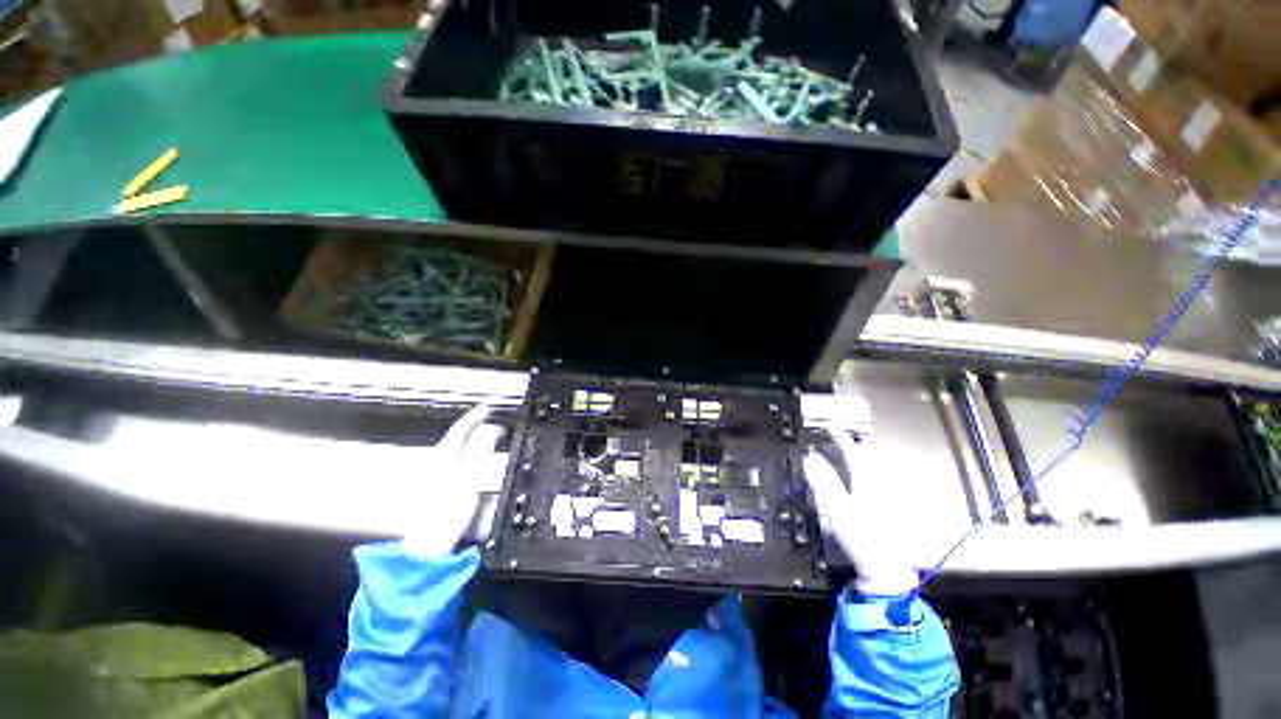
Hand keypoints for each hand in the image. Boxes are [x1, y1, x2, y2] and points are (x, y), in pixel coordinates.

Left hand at [401, 405, 503, 556]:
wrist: (429, 546)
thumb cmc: (448, 510)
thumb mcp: (470, 475)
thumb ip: (481, 448)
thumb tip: (492, 428)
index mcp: (445, 456)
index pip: (461, 428)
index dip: (476, 415)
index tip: (490, 407)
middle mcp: (438, 462)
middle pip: (458, 438)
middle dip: (475, 427)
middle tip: (493, 421)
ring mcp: (436, 477)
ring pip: (457, 450)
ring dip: (473, 441)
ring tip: (489, 438)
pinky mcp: (439, 490)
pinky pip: (458, 463)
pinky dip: (470, 457)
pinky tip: (477, 464)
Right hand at [803, 429, 918, 597]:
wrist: (889, 573)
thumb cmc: (862, 539)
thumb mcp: (838, 509)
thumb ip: (824, 482)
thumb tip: (811, 457)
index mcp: (868, 481)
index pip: (852, 450)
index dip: (839, 434)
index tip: (829, 422)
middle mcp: (882, 485)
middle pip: (865, 458)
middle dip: (850, 447)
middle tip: (835, 440)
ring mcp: (889, 498)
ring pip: (874, 471)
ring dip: (858, 462)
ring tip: (845, 458)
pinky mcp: (892, 511)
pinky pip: (879, 485)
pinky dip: (868, 479)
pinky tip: (862, 485)